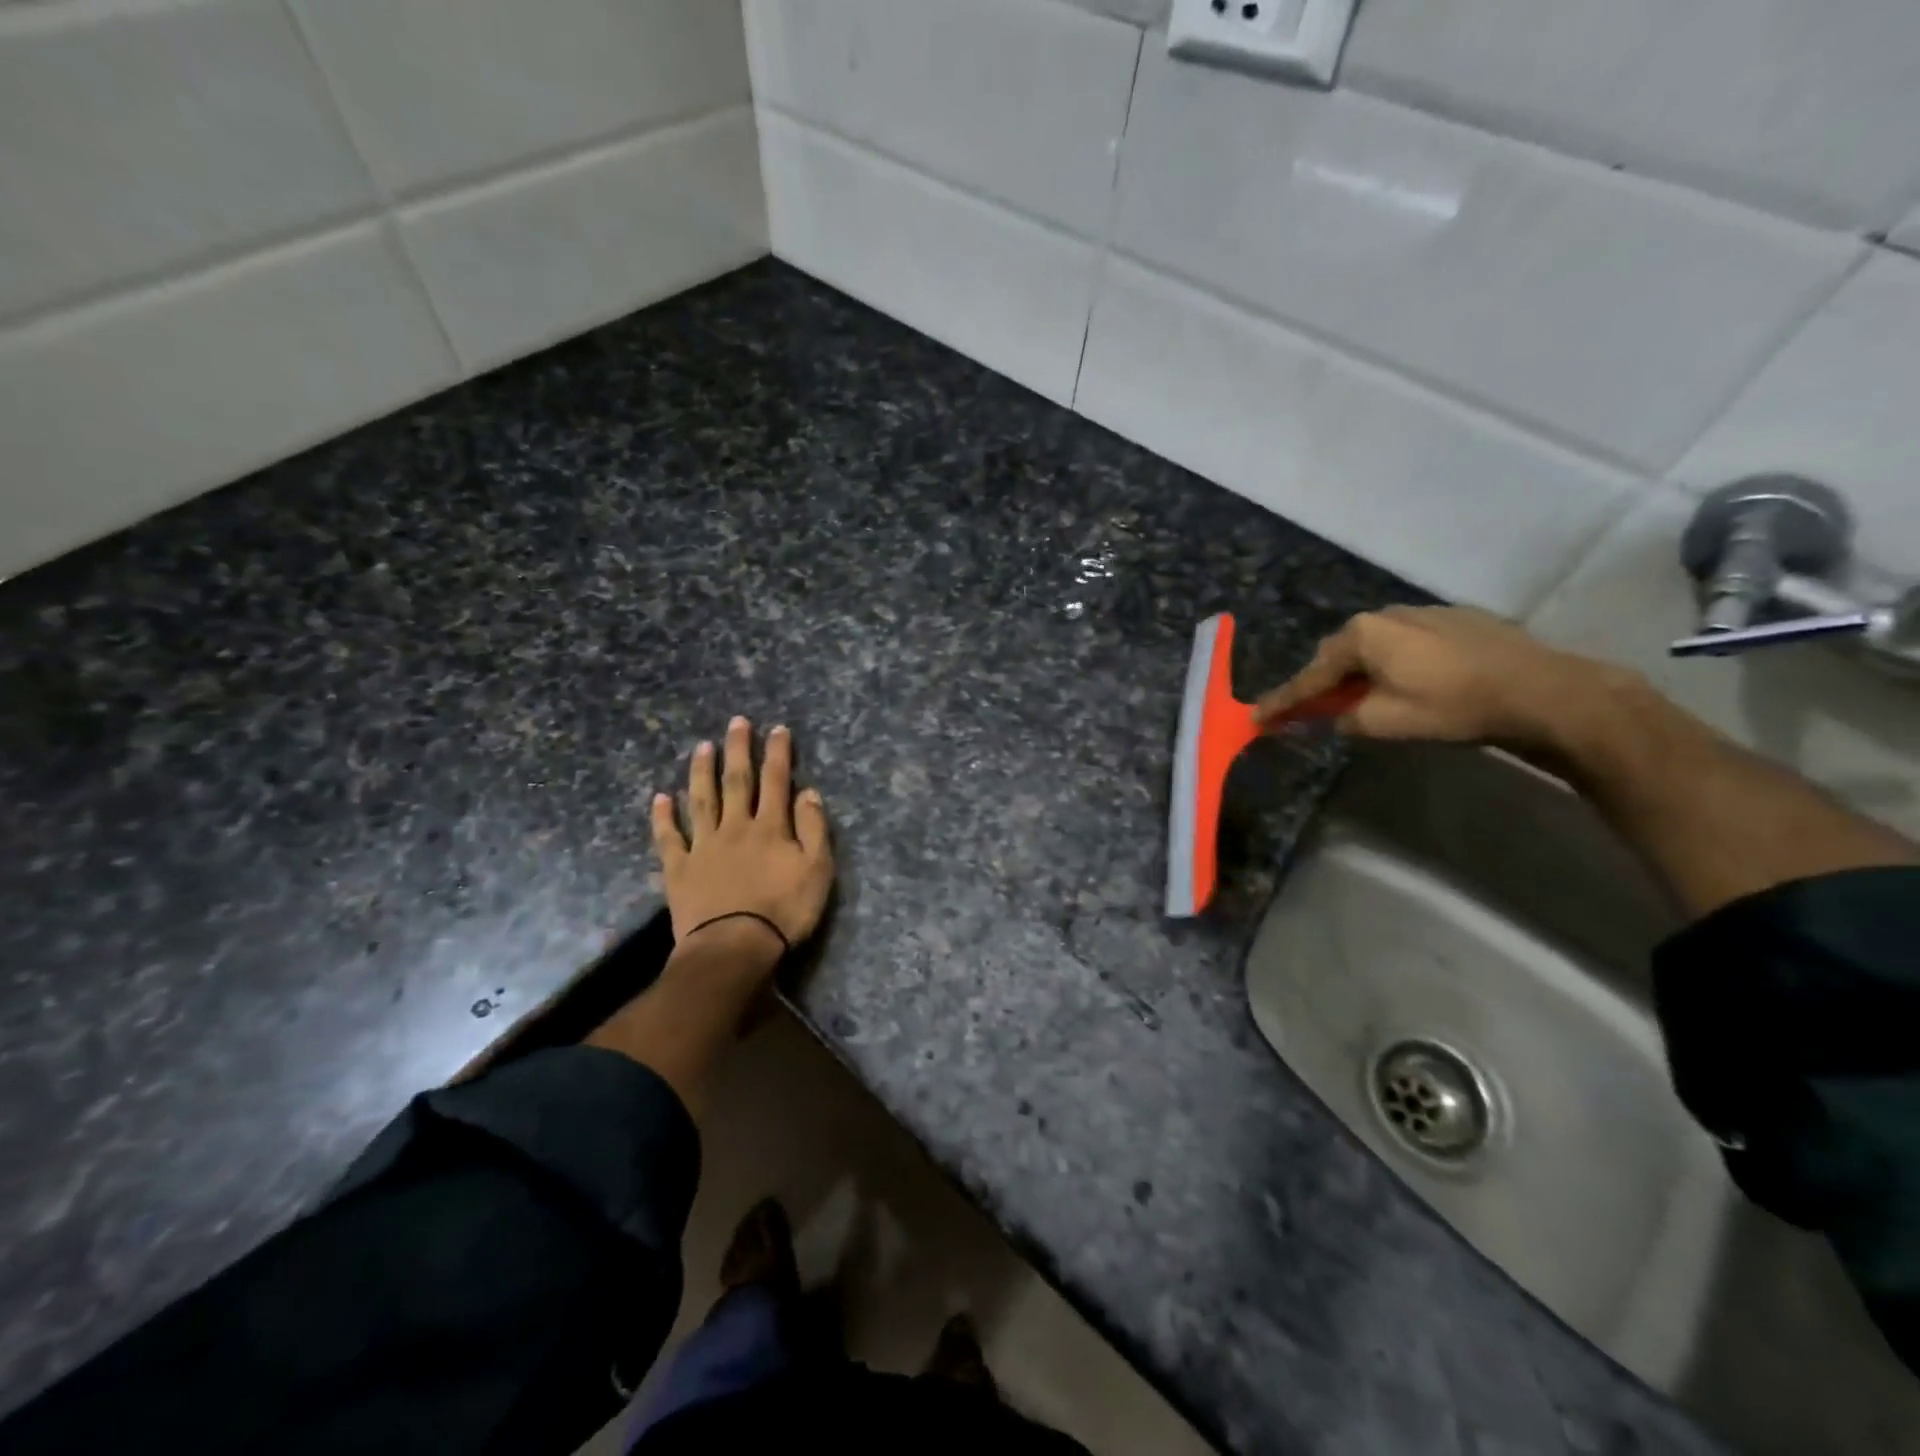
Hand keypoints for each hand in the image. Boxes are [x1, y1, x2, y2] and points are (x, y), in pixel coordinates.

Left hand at [652, 717, 833, 961]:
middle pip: (736, 781)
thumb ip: (814, 829)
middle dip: (738, 750)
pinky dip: (663, 817)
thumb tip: (808, 792)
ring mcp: (703, 846)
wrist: (733, 947)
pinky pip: (669, 838)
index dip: (778, 753)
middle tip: (736, 722)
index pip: (776, 781)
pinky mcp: (679, 869)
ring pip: (701, 800)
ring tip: (702, 747)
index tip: (778, 729)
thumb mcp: (817, 870)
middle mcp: (735, 827)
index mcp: (770, 827)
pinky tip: (660, 798)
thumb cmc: (784, 911)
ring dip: (702, 772)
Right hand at [1254, 606, 1623, 752]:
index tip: (1258, 717)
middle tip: (1316, 710)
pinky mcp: (1456, 619)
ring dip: (1361, 671)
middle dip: (1324, 682)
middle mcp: (1385, 615)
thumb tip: (1334, 717)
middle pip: (1339, 654)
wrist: (1542, 690)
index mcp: (1362, 636)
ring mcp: (1423, 612)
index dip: (1284, 701)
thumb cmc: (1453, 706)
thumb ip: (1345, 719)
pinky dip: (1394, 662)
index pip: (1310, 676)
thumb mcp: (1385, 723)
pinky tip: (1412, 681)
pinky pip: (1406, 642)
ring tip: (1366, 697)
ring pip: (1374, 646)